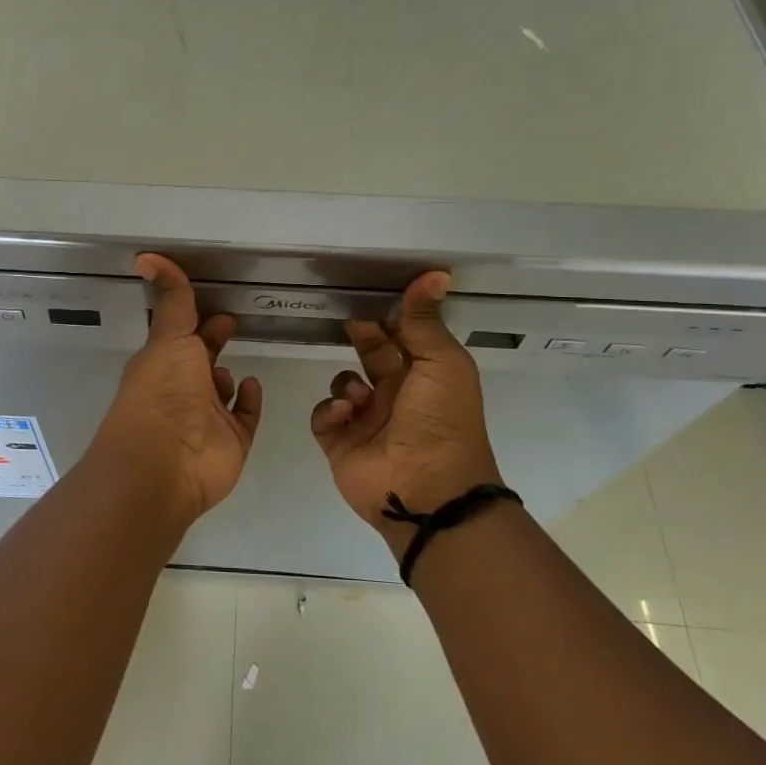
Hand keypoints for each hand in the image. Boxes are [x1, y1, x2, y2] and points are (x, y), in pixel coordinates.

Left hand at [85, 254, 262, 525]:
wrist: (166, 463)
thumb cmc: (163, 393)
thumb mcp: (169, 337)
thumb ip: (172, 299)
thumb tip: (146, 256)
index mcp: (163, 363)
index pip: (181, 335)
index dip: (196, 319)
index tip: (217, 304)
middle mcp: (182, 389)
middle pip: (200, 361)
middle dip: (213, 343)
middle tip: (234, 323)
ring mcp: (207, 418)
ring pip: (221, 392)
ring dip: (227, 378)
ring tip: (239, 364)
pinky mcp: (231, 441)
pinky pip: (244, 417)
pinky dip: (249, 402)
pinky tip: (251, 386)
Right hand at [310, 271, 503, 546]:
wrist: (427, 490)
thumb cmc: (441, 421)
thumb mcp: (442, 363)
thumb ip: (425, 321)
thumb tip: (435, 274)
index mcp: (424, 376)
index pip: (402, 337)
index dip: (387, 316)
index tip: (367, 294)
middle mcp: (395, 395)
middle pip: (370, 354)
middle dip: (359, 337)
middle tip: (348, 322)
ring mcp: (365, 421)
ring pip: (342, 383)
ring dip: (346, 383)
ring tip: (357, 399)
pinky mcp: (340, 443)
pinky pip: (323, 415)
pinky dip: (329, 411)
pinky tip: (344, 416)